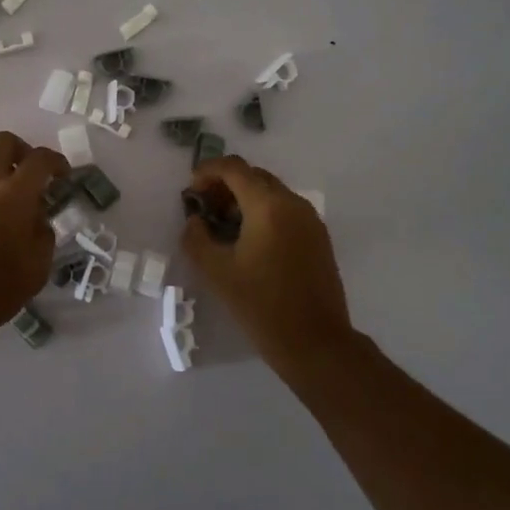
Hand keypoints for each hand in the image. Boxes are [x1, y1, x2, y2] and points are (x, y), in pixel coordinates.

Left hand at [0, 131, 66, 347]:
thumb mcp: (36, 270)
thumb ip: (43, 235)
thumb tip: (37, 217)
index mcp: (14, 196)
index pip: (41, 159)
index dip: (57, 162)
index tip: (63, 176)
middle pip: (4, 141)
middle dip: (23, 151)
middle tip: (31, 174)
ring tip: (3, 187)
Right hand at [181, 156, 354, 363]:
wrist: (316, 342)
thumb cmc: (262, 306)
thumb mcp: (217, 272)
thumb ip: (196, 238)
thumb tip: (195, 220)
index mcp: (268, 205)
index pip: (234, 167)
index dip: (207, 171)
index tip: (191, 191)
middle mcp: (293, 203)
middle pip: (254, 176)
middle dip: (225, 185)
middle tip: (204, 210)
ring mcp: (310, 219)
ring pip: (271, 192)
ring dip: (244, 199)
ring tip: (224, 227)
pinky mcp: (318, 237)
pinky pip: (286, 210)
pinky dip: (263, 213)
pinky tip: (249, 241)